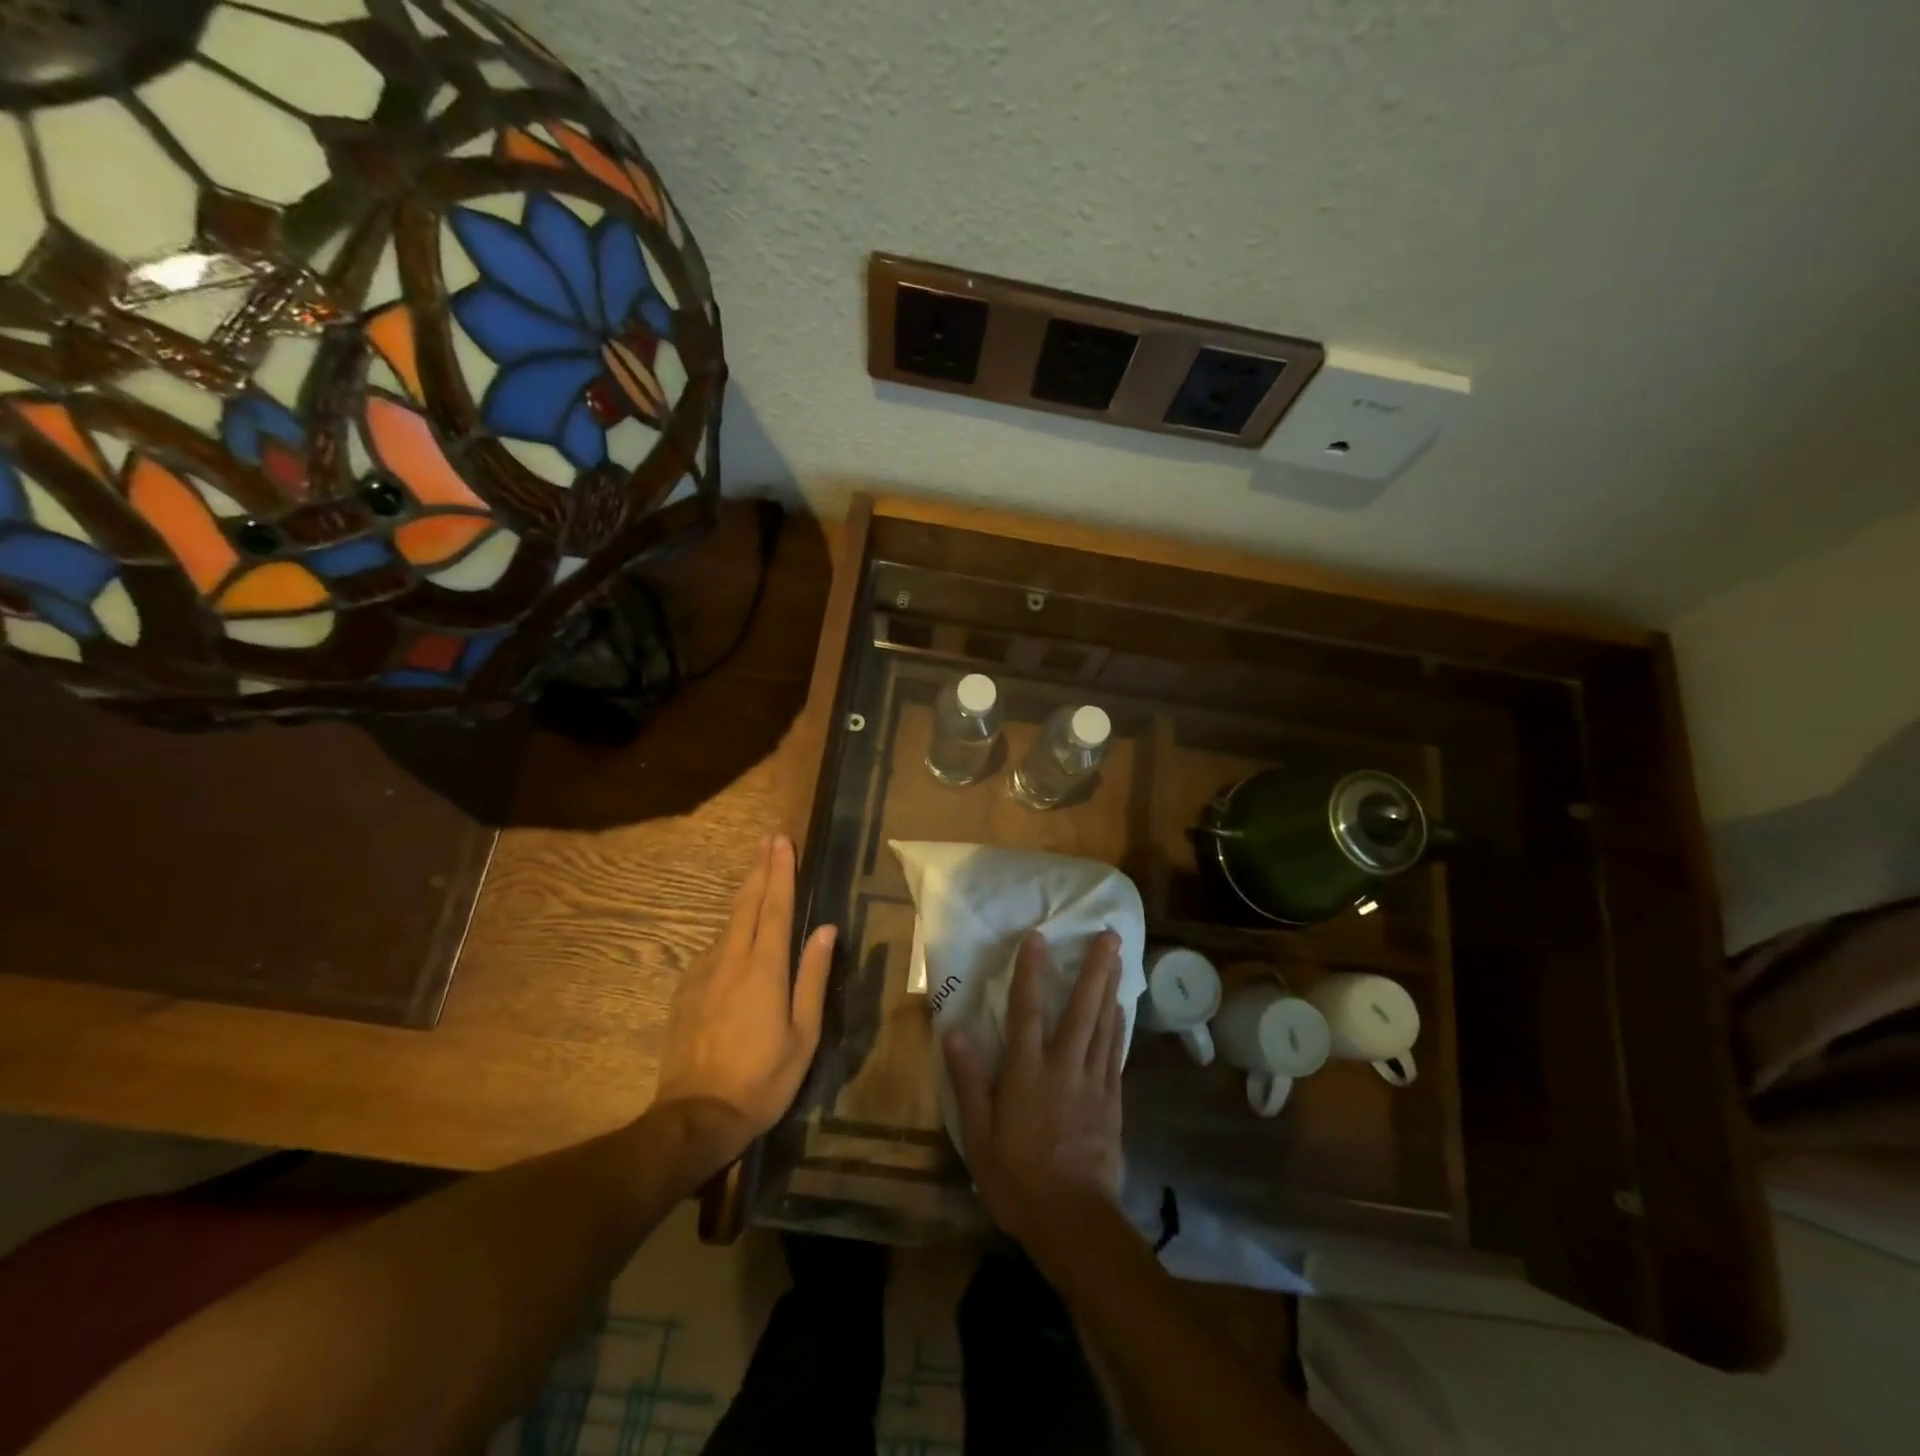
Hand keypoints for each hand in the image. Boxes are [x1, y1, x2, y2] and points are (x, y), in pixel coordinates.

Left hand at [653, 834, 835, 1166]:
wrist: (696, 1115)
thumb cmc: (762, 1078)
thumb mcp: (803, 1034)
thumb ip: (813, 977)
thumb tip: (825, 929)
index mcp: (764, 969)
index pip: (775, 907)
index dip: (781, 872)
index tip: (782, 841)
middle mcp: (731, 960)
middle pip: (747, 904)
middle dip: (760, 869)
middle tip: (769, 839)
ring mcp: (703, 973)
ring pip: (728, 923)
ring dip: (745, 894)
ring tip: (757, 873)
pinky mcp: (686, 989)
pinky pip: (714, 947)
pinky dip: (730, 928)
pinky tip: (736, 931)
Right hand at [943, 929, 1125, 1252]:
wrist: (1075, 1223)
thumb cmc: (1018, 1180)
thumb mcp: (979, 1136)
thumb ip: (969, 1081)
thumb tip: (954, 1031)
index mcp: (1026, 1074)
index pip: (1026, 1012)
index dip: (1030, 972)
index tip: (1038, 937)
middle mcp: (1063, 1068)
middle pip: (1081, 1010)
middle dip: (1094, 969)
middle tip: (1109, 935)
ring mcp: (1093, 1084)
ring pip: (1104, 1026)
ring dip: (1111, 988)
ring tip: (1120, 958)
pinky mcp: (1112, 1103)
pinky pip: (1116, 1055)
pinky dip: (1118, 1027)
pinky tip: (1122, 1010)